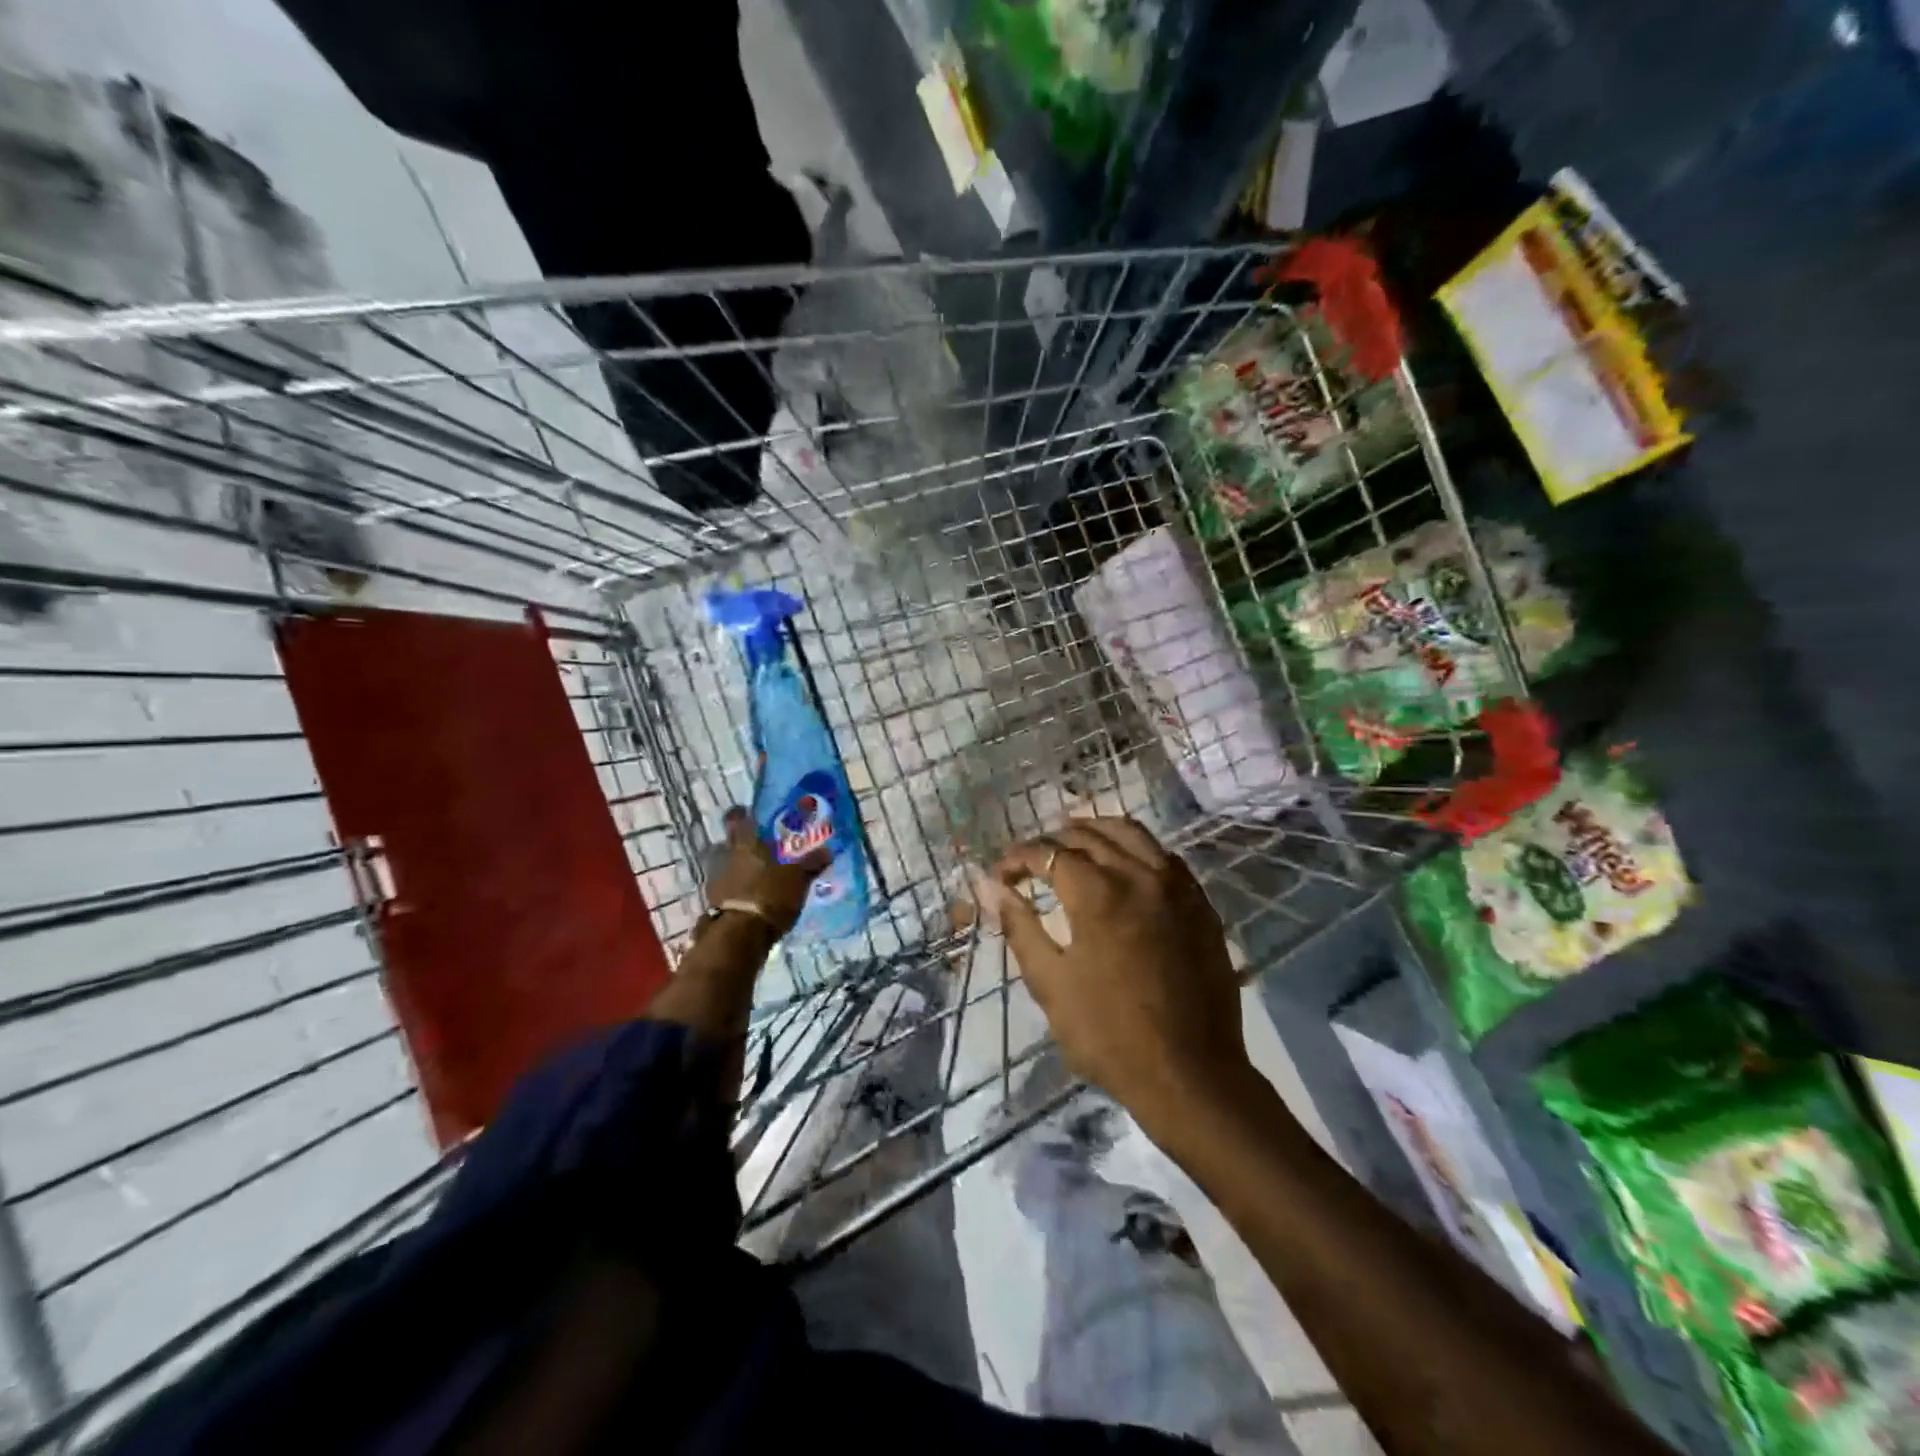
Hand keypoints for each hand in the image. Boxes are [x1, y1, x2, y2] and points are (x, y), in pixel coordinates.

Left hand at [704, 807, 830, 938]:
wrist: (740, 936)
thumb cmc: (770, 895)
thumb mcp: (797, 878)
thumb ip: (811, 863)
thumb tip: (827, 851)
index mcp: (745, 844)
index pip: (737, 820)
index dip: (741, 815)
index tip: (747, 813)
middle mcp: (725, 858)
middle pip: (729, 845)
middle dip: (742, 846)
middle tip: (760, 849)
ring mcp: (716, 882)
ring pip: (726, 868)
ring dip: (738, 871)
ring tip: (758, 878)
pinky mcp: (714, 906)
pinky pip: (726, 891)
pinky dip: (736, 892)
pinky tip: (751, 900)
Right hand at [980, 816, 1254, 1130]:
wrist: (1191, 1075)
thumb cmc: (1110, 1036)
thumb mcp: (1051, 985)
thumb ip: (1020, 927)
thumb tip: (989, 886)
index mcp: (1098, 893)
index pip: (1049, 853)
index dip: (1019, 858)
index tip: (1001, 875)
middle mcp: (1139, 875)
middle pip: (1090, 835)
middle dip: (1053, 840)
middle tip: (1031, 861)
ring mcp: (1177, 887)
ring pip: (1133, 833)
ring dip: (1097, 831)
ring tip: (1074, 844)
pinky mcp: (1201, 905)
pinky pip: (1165, 857)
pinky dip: (1137, 849)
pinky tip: (1124, 866)